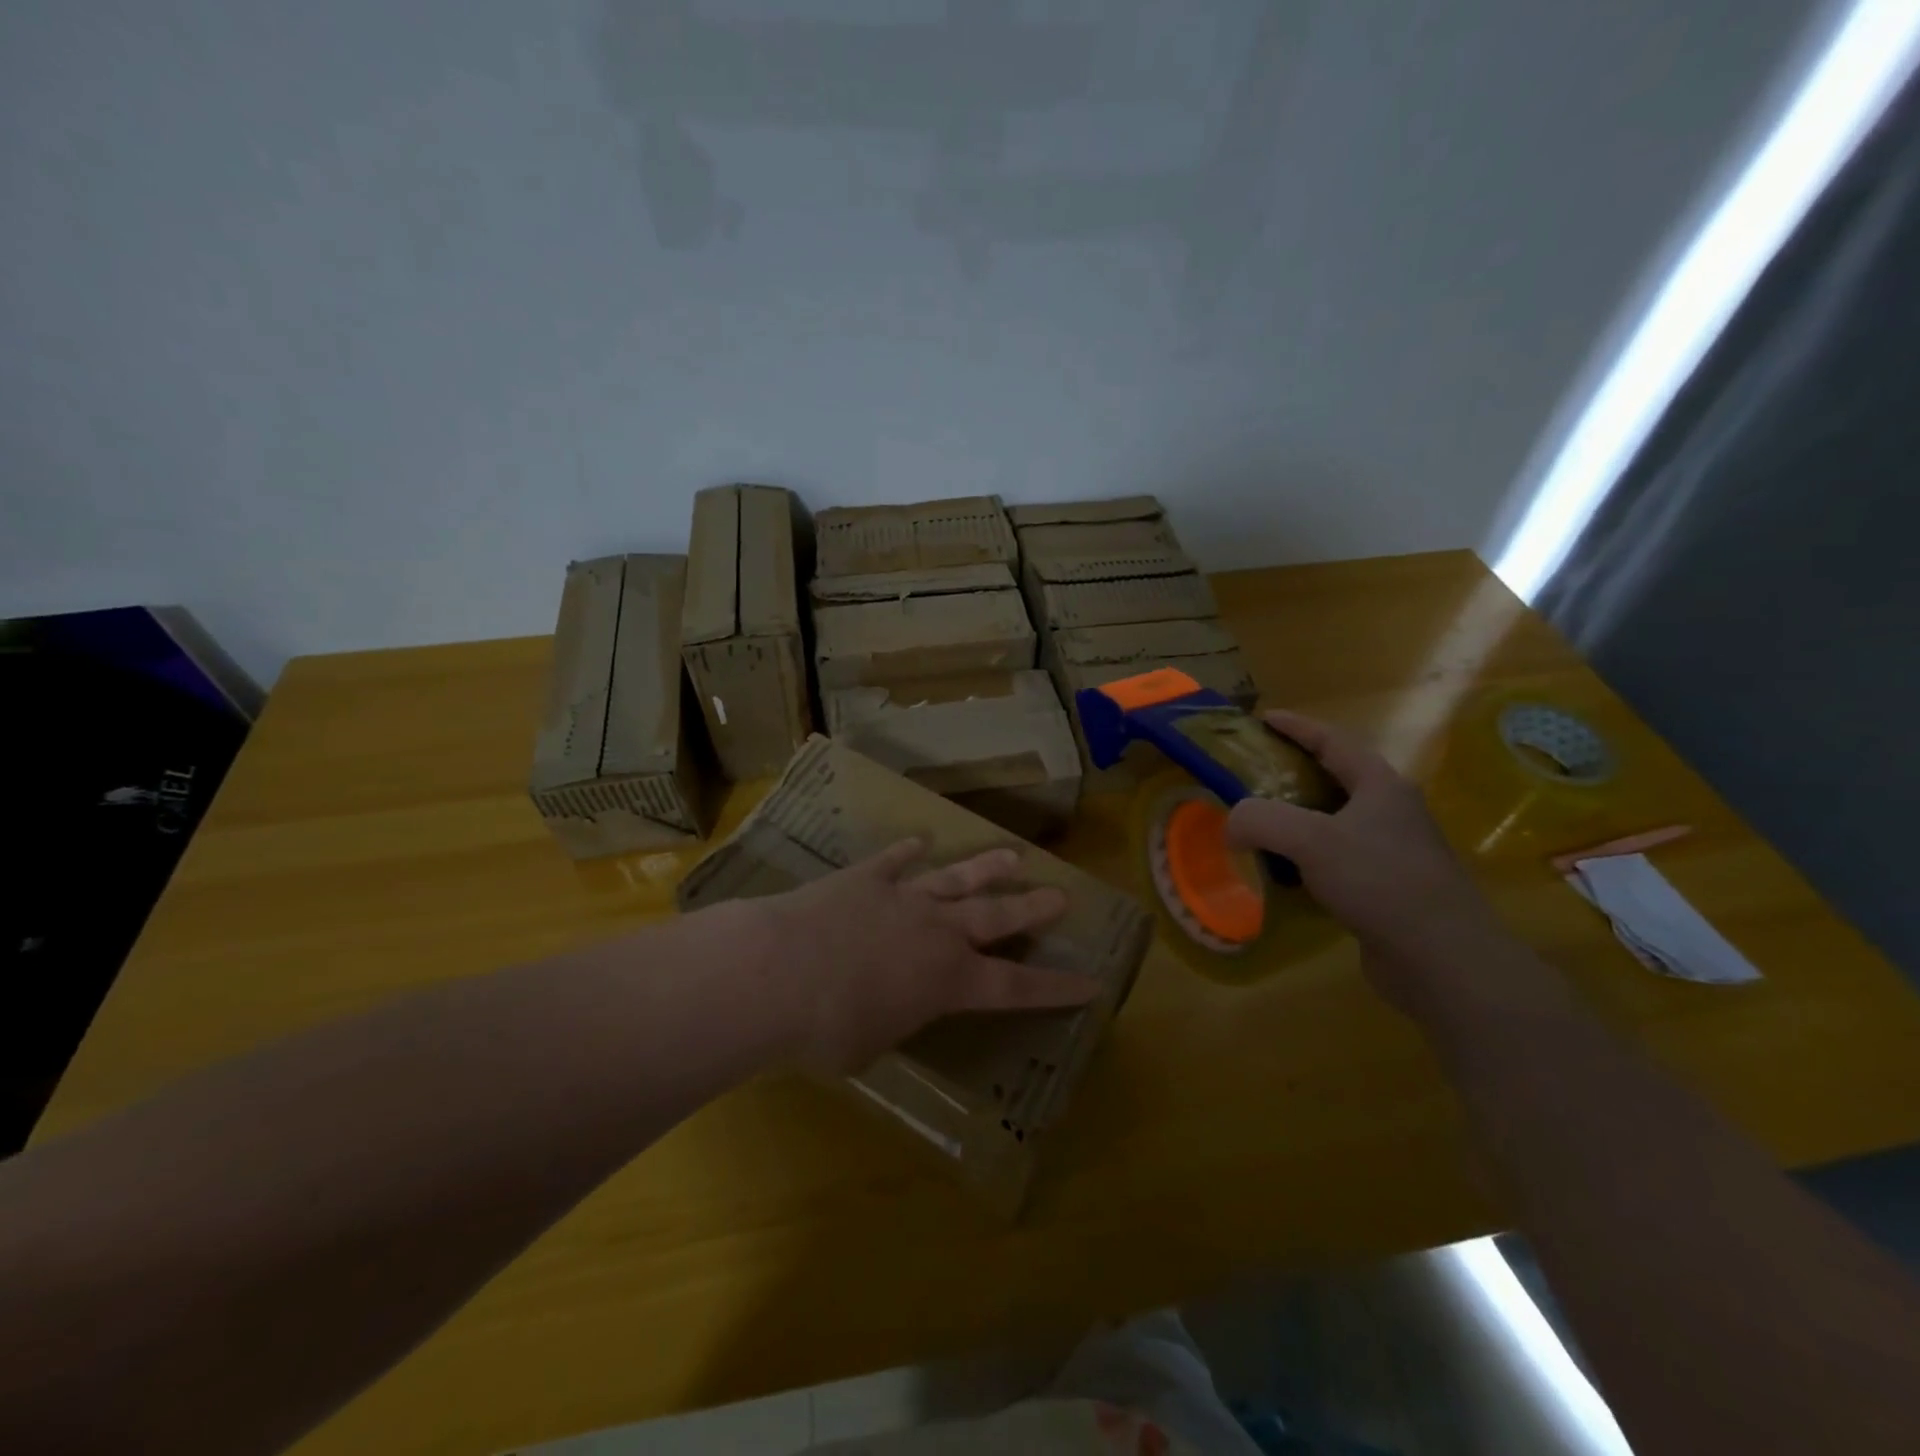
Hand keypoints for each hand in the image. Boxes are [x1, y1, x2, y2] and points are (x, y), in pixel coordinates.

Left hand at [750, 840, 1097, 1075]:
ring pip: (957, 879)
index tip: (1092, 983)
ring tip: (1013, 856)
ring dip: (987, 869)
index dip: (1056, 988)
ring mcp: (903, 898)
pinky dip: (909, 851)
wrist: (776, 973)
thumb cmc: (825, 1030)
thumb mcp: (869, 1047)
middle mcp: (937, 933)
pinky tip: (920, 840)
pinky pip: (895, 860)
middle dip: (1032, 908)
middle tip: (1061, 895)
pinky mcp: (865, 878)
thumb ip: (891, 1023)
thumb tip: (887, 1010)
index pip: (1016, 988)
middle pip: (997, 917)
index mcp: (948, 982)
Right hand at [1225, 710, 1511, 1017]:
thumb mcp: (1310, 840)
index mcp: (1380, 786)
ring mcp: (1392, 853)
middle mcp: (1390, 812)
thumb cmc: (1380, 882)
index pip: (1333, 741)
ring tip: (1258, 825)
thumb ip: (1260, 820)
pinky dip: (1305, 860)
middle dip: (1292, 773)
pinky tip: (1283, 875)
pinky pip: (1336, 861)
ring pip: (1334, 823)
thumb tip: (1231, 825)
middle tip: (1251, 776)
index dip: (1296, 727)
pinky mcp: (1387, 890)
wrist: (1443, 959)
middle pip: (1334, 779)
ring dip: (1296, 820)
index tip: (1262, 719)